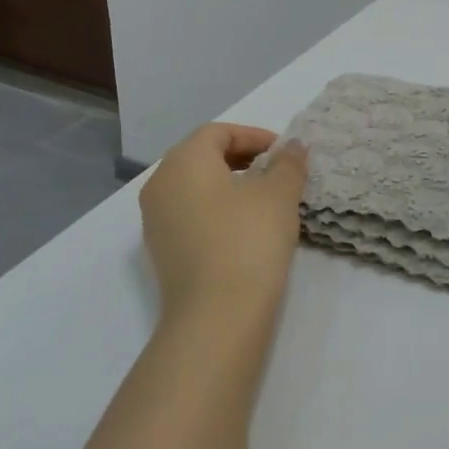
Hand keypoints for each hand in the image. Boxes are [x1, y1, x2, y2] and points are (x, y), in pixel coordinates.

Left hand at [139, 124, 308, 326]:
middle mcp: (160, 185)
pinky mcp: (163, 252)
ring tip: (267, 202)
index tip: (285, 153)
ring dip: (231, 186)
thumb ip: (288, 163)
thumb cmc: (248, 240)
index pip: (218, 132)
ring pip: (196, 188)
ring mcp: (156, 221)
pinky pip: (191, 216)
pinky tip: (247, 230)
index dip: (254, 136)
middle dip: (243, 159)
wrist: (216, 316)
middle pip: (202, 157)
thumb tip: (293, 147)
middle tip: (278, 172)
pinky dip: (218, 211)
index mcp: (183, 161)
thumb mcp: (279, 194)